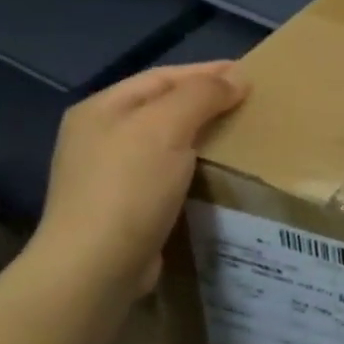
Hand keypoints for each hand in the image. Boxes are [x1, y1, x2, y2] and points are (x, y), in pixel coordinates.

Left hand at [34, 60, 247, 294]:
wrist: (95, 271)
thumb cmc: (129, 187)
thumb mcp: (167, 126)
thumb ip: (202, 94)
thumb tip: (237, 78)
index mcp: (101, 109)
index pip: (163, 77)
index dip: (207, 72)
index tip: (248, 74)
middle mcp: (98, 138)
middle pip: (162, 108)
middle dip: (205, 103)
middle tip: (248, 105)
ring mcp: (106, 177)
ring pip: (166, 143)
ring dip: (202, 137)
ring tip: (241, 138)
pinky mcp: (122, 211)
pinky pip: (166, 176)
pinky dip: (193, 169)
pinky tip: (216, 174)